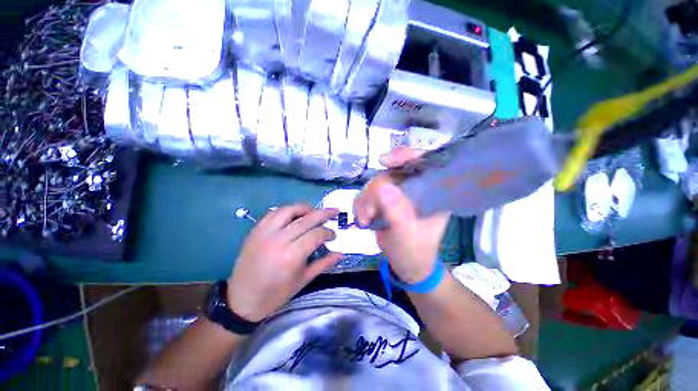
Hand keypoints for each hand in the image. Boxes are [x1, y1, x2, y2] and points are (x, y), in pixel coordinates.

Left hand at [227, 205, 342, 321]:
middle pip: (306, 219)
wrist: (241, 300)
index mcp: (292, 255)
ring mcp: (265, 233)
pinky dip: (286, 210)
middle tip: (334, 211)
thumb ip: (323, 264)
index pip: (316, 234)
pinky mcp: (255, 231)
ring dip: (304, 208)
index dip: (328, 232)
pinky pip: (273, 213)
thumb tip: (341, 254)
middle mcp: (279, 239)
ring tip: (314, 211)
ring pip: (289, 210)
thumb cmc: (275, 294)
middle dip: (323, 213)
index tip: (333, 235)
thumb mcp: (303, 280)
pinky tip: (294, 214)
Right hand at [354, 147, 450, 282]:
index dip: (405, 156)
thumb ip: (397, 213)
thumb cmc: (415, 252)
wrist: (406, 265)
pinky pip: (367, 193)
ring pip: (376, 182)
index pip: (423, 163)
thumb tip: (384, 188)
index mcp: (433, 192)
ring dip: (366, 201)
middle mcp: (415, 188)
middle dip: (375, 192)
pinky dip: (361, 204)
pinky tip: (363, 219)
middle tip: (369, 214)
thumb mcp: (407, 236)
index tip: (384, 161)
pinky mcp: (384, 200)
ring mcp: (398, 193)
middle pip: (391, 172)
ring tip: (366, 220)